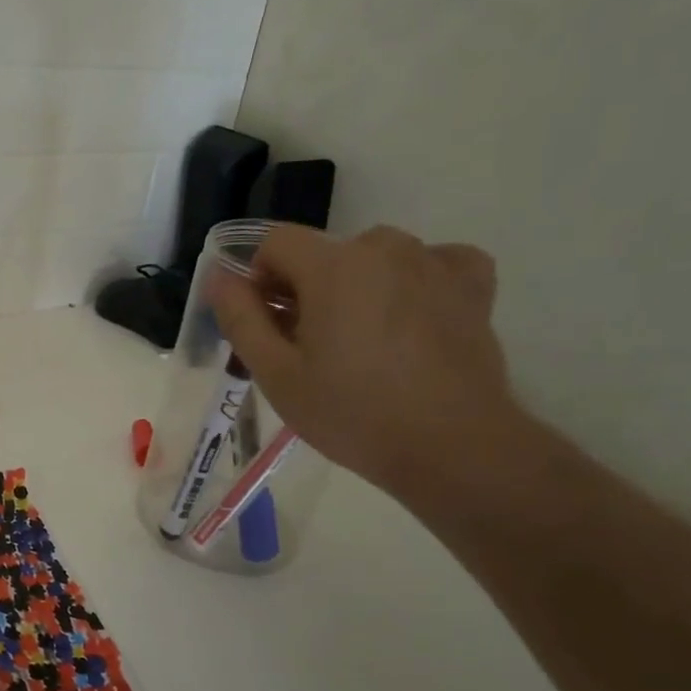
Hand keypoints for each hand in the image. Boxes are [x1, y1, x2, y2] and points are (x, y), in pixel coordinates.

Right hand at [209, 224, 517, 495]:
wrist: (453, 447)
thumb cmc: (352, 413)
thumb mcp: (276, 374)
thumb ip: (240, 318)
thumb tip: (219, 276)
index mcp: (333, 266)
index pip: (275, 242)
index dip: (258, 279)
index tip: (267, 325)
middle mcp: (384, 248)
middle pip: (323, 252)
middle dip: (305, 288)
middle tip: (309, 346)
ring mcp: (434, 263)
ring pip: (374, 257)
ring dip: (356, 285)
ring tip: (362, 340)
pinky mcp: (471, 286)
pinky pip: (432, 262)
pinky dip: (414, 281)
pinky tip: (411, 315)